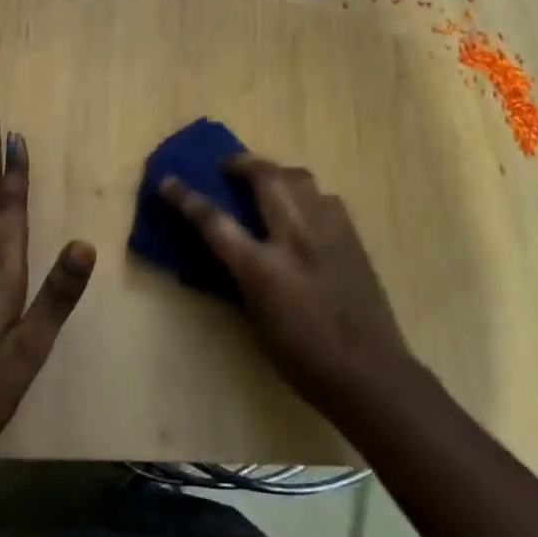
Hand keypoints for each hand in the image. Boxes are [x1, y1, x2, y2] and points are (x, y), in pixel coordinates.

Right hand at [161, 155, 417, 416]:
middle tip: (229, 167)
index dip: (186, 198)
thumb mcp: (257, 320)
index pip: (215, 221)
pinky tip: (305, 211)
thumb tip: (231, 250)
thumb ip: (242, 277)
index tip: (167, 181)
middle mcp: (295, 239)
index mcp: (263, 268)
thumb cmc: (303, 359)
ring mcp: (328, 233)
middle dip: (241, 163)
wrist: (370, 373)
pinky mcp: (352, 237)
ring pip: (299, 178)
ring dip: (277, 173)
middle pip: (265, 178)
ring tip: (267, 182)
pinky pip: (325, 198)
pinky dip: (307, 195)